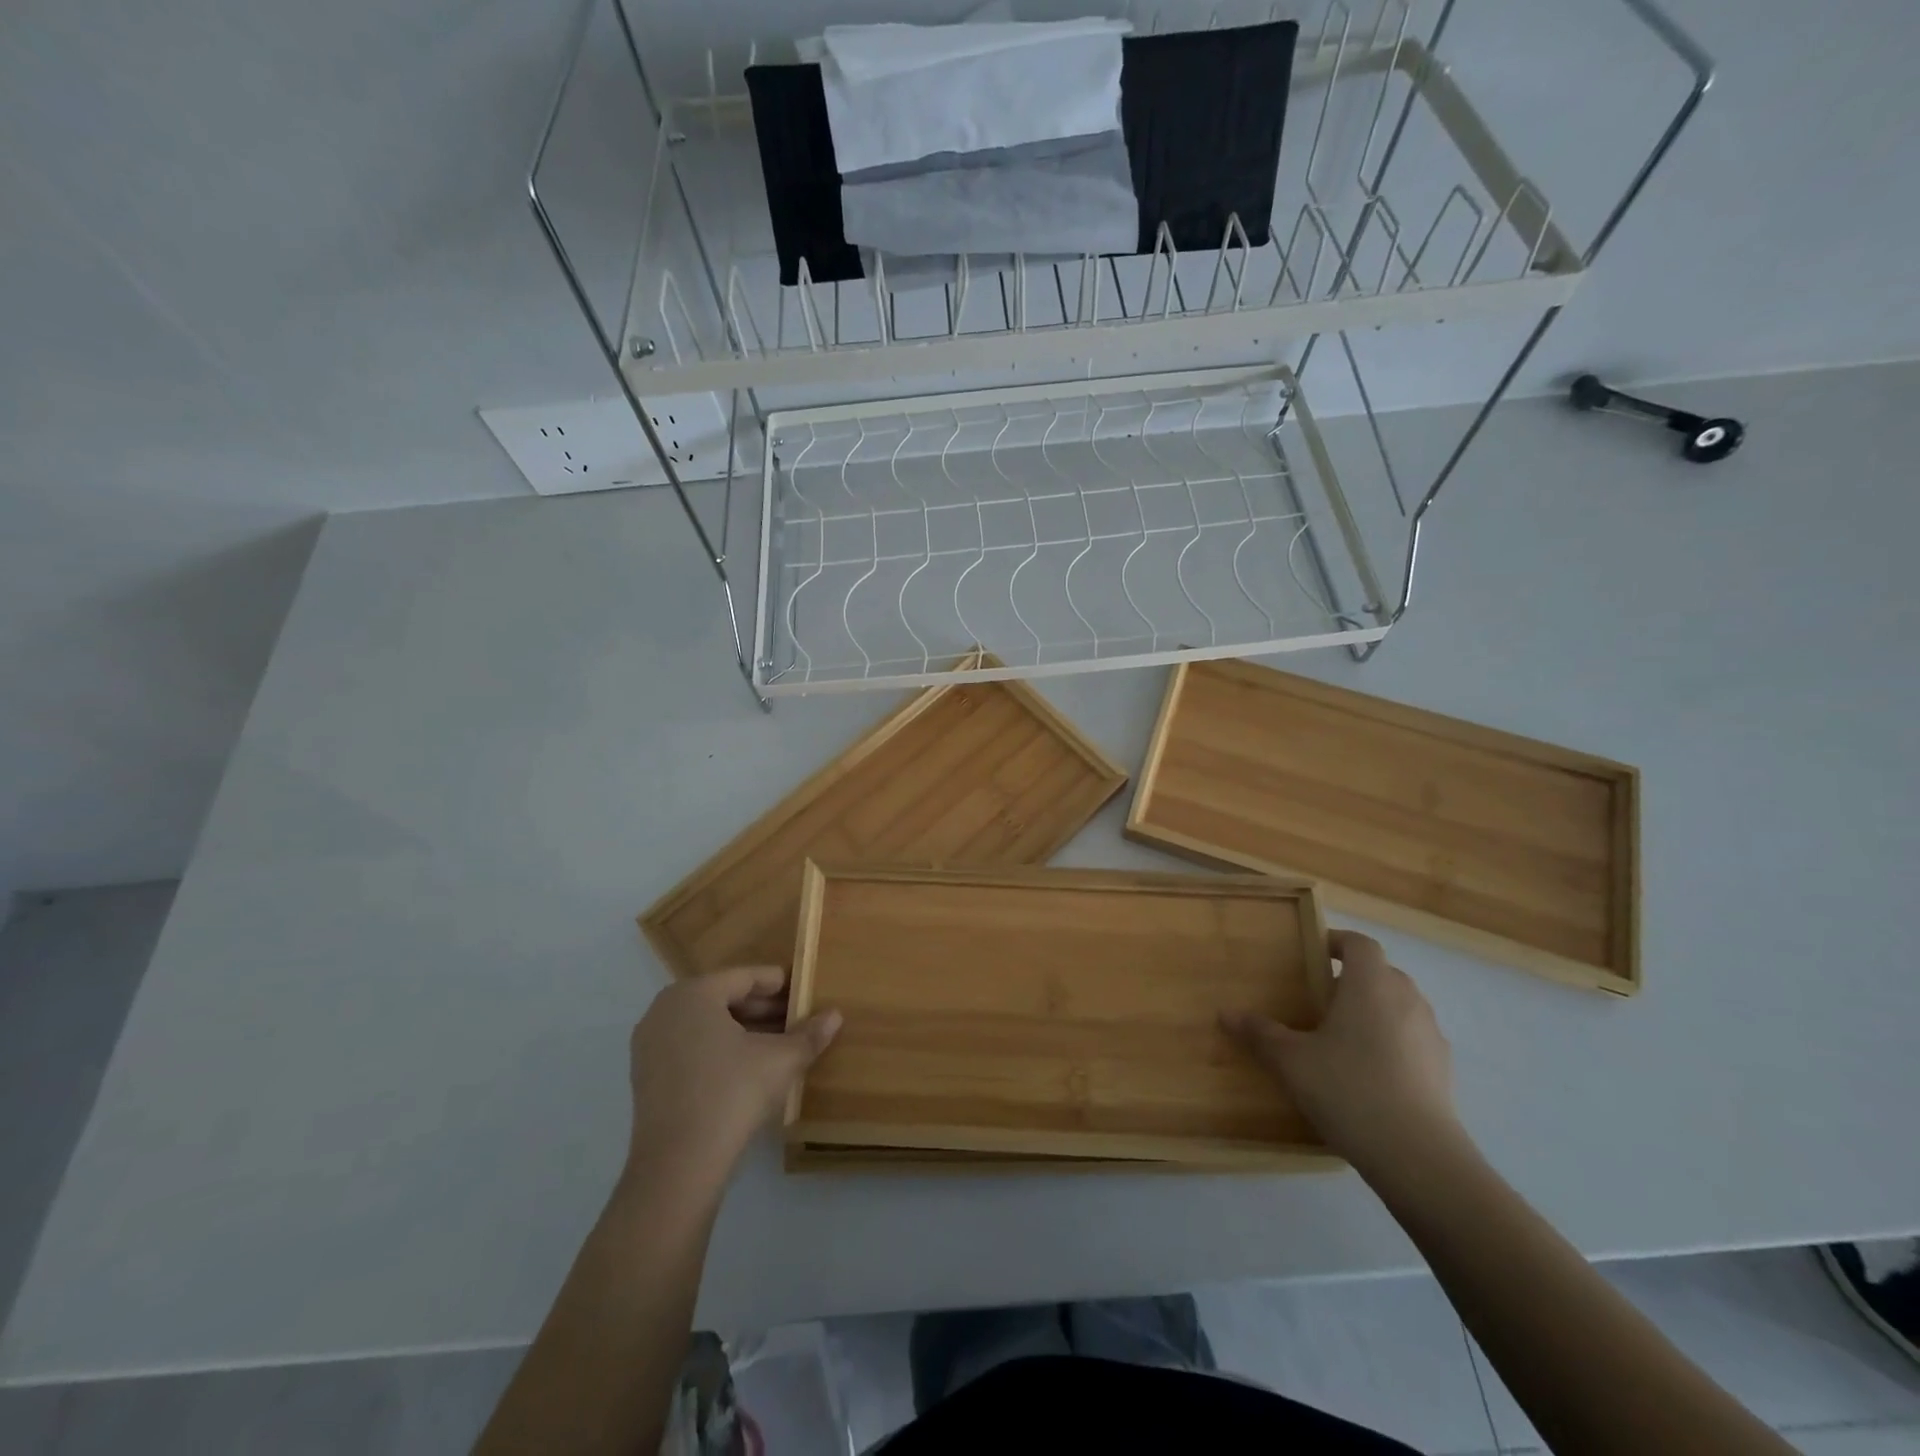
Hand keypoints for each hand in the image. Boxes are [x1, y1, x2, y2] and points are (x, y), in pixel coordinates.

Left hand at [623, 967, 840, 1188]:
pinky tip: (747, 1067)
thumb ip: (809, 1034)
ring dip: (742, 1030)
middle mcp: (666, 1010)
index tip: (803, 991)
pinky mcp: (646, 1077)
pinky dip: (718, 1050)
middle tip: (795, 1018)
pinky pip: (689, 1047)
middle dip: (761, 1008)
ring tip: (777, 1043)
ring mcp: (650, 1045)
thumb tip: (835, 1015)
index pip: (745, 977)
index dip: (778, 983)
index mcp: (694, 993)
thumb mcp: (781, 1061)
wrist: (678, 1167)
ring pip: (706, 1024)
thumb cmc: (732, 1094)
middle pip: (723, 998)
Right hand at [1221, 930, 1458, 1169]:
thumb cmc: (1349, 1089)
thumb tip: (1226, 1014)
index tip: (1312, 955)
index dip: (1336, 942)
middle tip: (1318, 1001)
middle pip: (1380, 973)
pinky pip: (1412, 1040)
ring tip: (1341, 1039)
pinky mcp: (1443, 1071)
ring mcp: (1431, 1035)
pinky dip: (1391, 1044)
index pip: (1359, 943)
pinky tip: (1368, 1075)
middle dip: (1351, 980)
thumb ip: (1260, 1034)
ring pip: (1399, 1007)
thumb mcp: (1291, 1061)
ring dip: (1373, 1012)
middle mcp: (1407, 999)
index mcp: (1371, 984)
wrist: (1418, 1158)